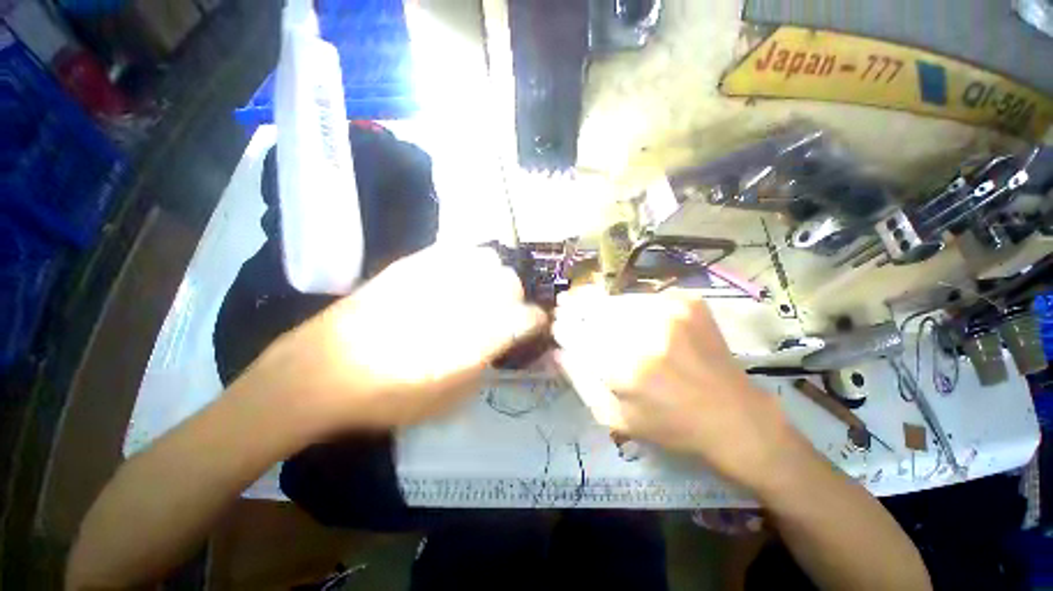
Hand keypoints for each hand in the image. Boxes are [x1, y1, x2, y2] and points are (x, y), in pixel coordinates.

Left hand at [244, 246, 546, 433]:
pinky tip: (458, 276)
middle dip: (515, 296)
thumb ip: (482, 366)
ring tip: (482, 290)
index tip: (533, 326)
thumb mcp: (448, 399)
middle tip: (504, 310)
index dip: (536, 321)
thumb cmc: (387, 398)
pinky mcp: (412, 264)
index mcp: (476, 338)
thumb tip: (497, 344)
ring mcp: (437, 276)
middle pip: (511, 282)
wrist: (319, 373)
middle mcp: (463, 300)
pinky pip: (455, 250)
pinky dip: (468, 261)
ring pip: (487, 259)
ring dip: (493, 275)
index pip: (526, 317)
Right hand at [553, 285, 799, 493]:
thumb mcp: (614, 416)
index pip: (573, 331)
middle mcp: (645, 331)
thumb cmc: (669, 425)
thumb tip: (557, 349)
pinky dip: (631, 307)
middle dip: (575, 309)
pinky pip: (642, 297)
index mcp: (624, 367)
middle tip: (569, 309)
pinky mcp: (687, 301)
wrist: (733, 415)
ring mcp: (669, 310)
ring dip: (601, 307)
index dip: (562, 327)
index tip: (559, 327)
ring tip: (601, 316)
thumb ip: (579, 380)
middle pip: (591, 307)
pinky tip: (636, 321)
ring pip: (614, 299)